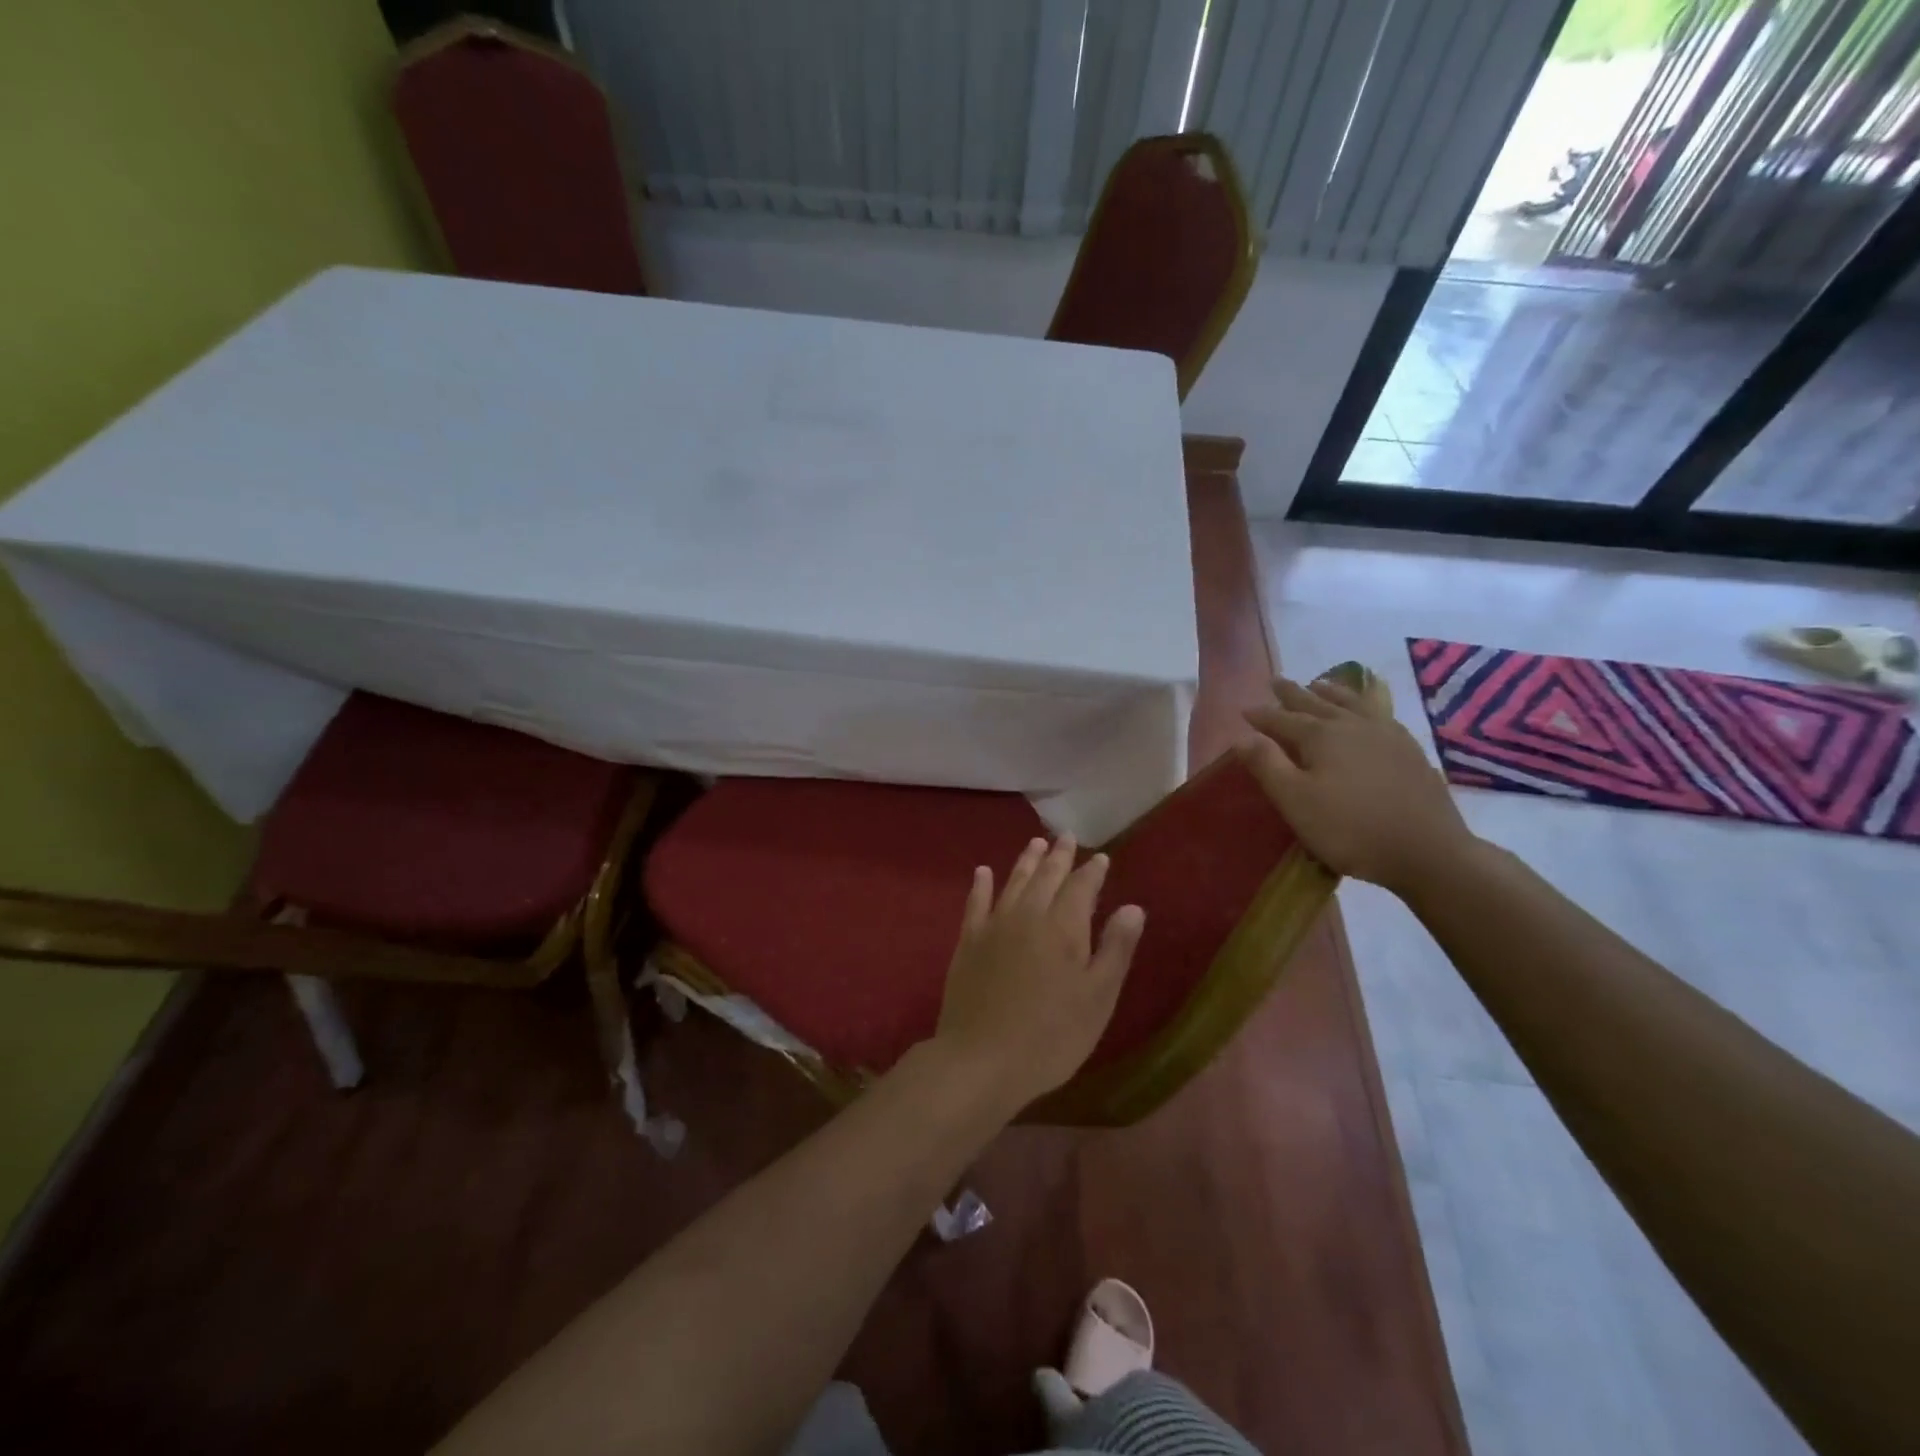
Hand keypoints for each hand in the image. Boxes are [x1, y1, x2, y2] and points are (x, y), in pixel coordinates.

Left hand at [932, 836, 1145, 1108]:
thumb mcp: (1097, 998)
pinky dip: (980, 885)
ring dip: (1026, 861)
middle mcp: (1028, 915)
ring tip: (1034, 842)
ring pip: (1013, 882)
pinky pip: (975, 903)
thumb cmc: (1051, 1036)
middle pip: (1046, 877)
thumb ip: (1115, 949)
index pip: (1081, 887)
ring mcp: (994, 926)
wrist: (982, 1059)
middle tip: (1066, 837)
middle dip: (1059, 856)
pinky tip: (983, 872)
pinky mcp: (968, 942)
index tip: (1101, 857)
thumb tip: (1132, 907)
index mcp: (1063, 927)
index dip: (1092, 871)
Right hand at [1239, 677, 1476, 895]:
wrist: (1428, 850)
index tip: (1244, 709)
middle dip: (1292, 693)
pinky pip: (1380, 713)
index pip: (1282, 719)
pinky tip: (1367, 711)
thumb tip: (1242, 736)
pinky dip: (1364, 704)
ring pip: (1351, 703)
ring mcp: (1386, 735)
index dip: (1262, 715)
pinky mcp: (1409, 750)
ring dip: (1330, 691)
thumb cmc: (1350, 829)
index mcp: (1321, 737)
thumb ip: (1267, 766)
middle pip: (1316, 703)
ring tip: (1318, 683)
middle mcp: (1352, 726)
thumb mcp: (1296, 802)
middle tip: (1276, 681)